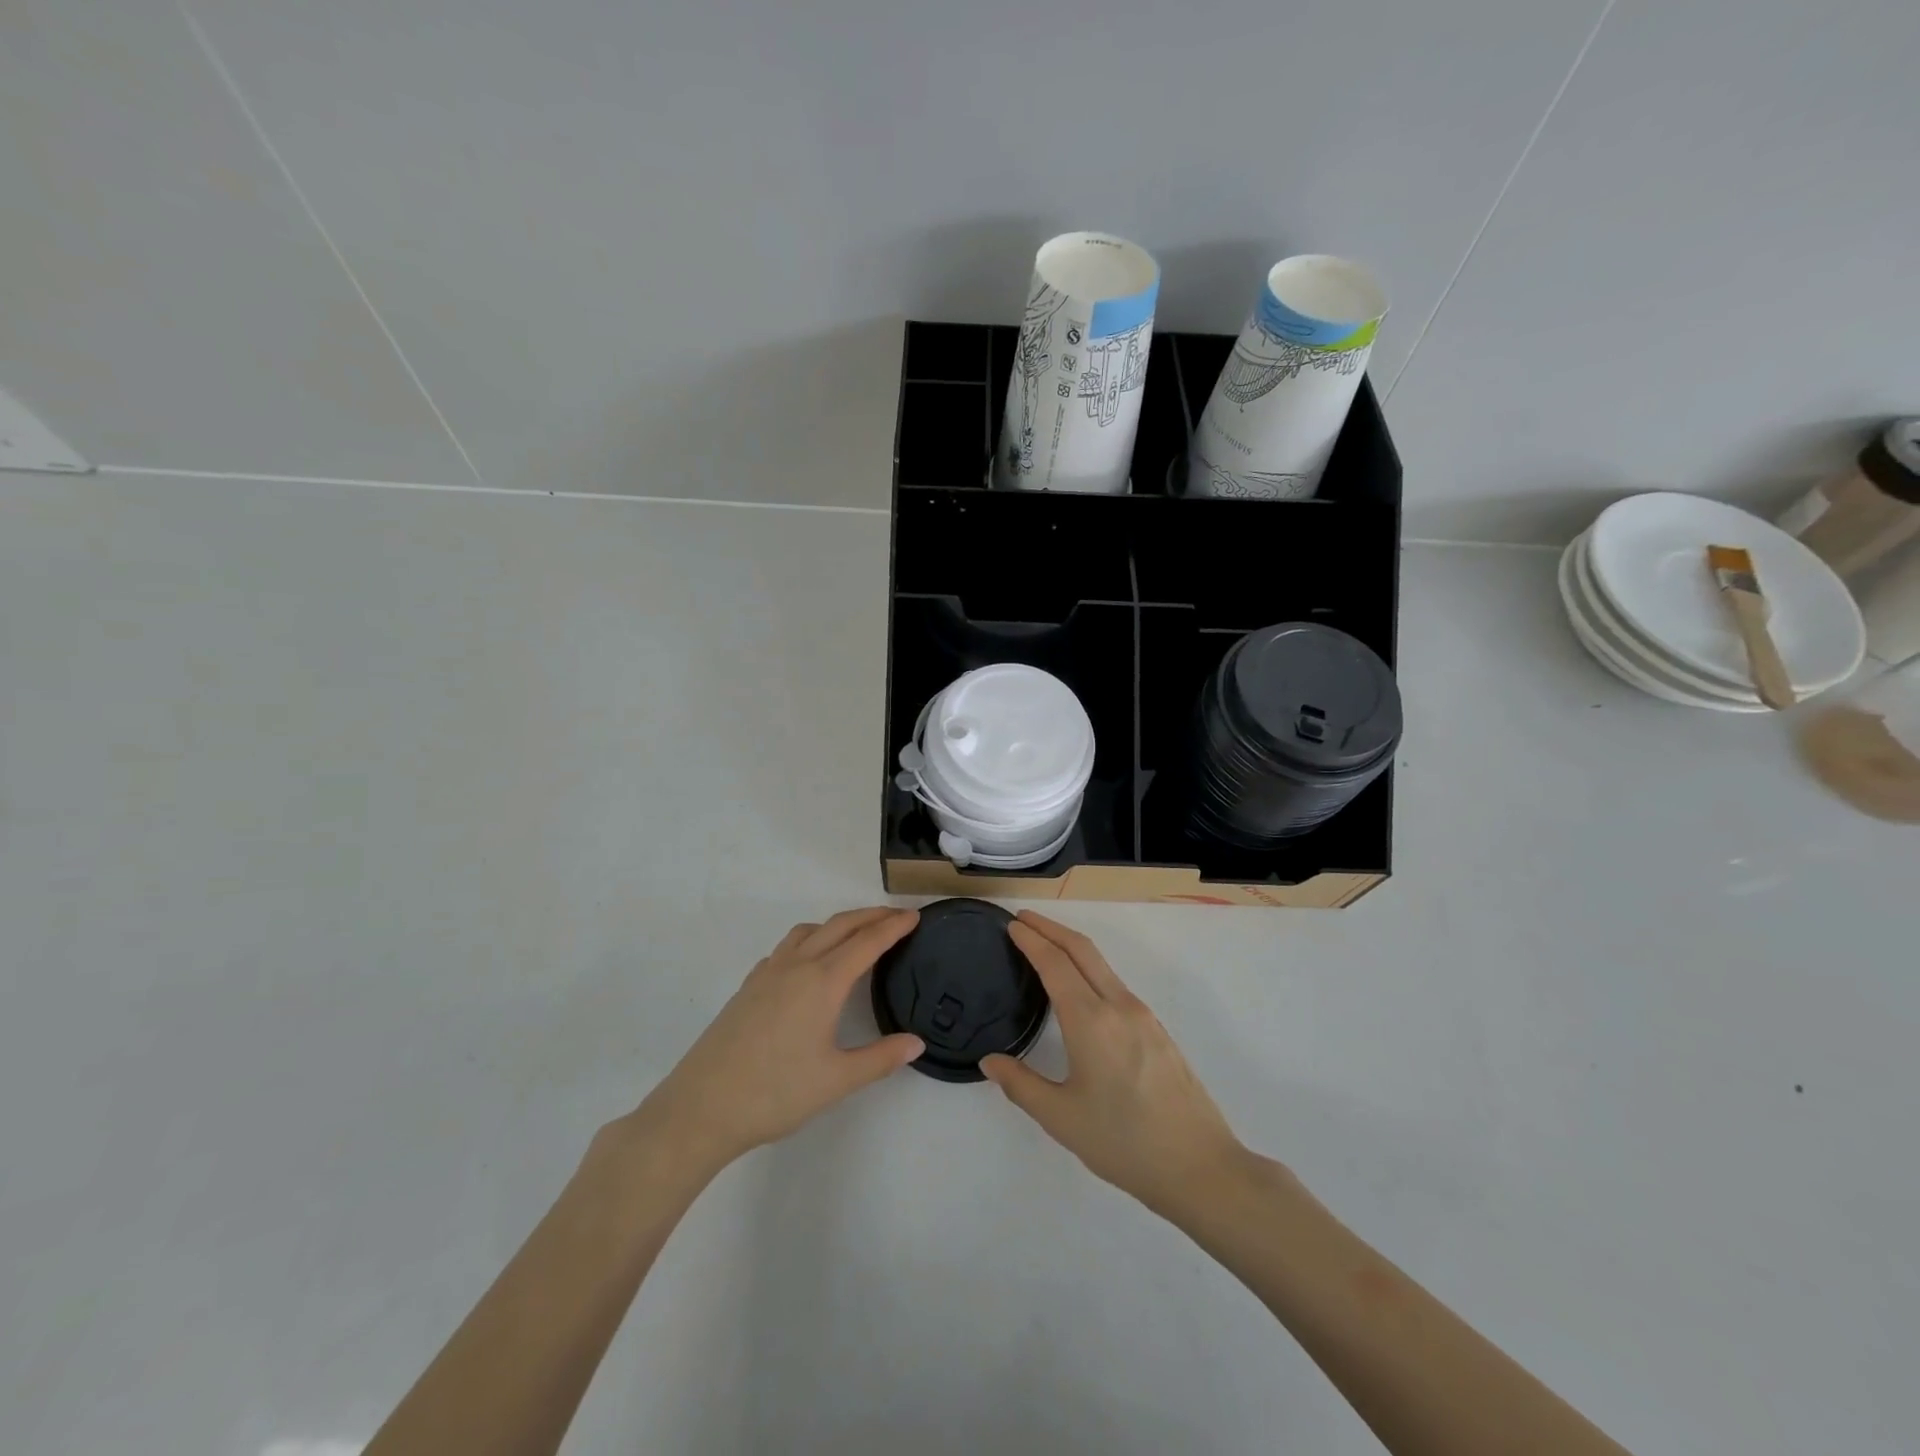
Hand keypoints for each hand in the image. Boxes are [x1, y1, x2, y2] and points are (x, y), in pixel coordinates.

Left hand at [627, 908, 923, 1175]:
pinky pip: (785, 948)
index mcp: (823, 982)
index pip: (867, 942)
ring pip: (809, 931)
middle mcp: (796, 966)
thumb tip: (917, 1043)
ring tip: (856, 935)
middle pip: (840, 926)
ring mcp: (767, 973)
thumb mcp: (836, 1081)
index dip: (893, 926)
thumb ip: (881, 1059)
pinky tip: (808, 965)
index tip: (915, 916)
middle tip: (896, 916)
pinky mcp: (748, 987)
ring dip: (837, 924)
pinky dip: (809, 941)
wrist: (701, 1107)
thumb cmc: (775, 1093)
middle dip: (871, 916)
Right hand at [981, 911, 1246, 1217]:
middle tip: (1023, 920)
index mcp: (1091, 1021)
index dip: (1031, 939)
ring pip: (1102, 965)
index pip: (1055, 963)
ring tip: (1046, 948)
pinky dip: (1090, 969)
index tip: (1012, 924)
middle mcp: (1119, 1006)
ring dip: (1072, 947)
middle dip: (1051, 928)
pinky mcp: (1157, 1030)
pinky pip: (1116, 984)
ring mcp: (1143, 1016)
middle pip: (1082, 950)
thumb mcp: (1061, 1118)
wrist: (1201, 1167)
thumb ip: (1021, 1085)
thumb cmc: (1124, 1142)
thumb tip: (990, 1060)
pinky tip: (1081, 989)